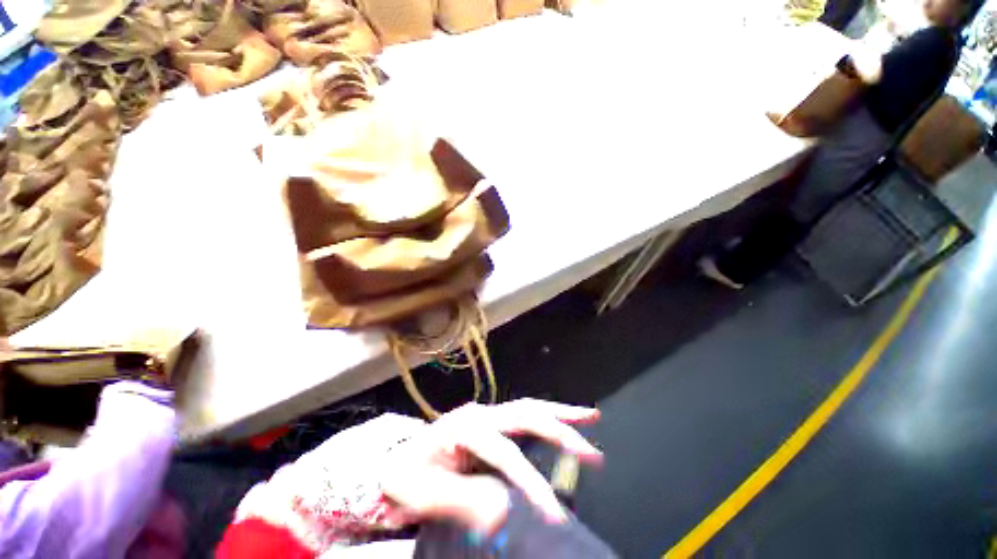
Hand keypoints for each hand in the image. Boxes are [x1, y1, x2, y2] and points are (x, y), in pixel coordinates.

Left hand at [378, 399, 601, 533]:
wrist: (398, 458)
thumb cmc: (406, 475)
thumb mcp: (421, 494)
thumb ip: (459, 500)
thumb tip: (502, 513)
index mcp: (463, 428)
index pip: (505, 454)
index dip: (531, 482)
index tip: (554, 514)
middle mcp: (480, 414)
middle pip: (524, 416)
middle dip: (560, 432)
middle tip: (592, 453)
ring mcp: (486, 414)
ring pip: (528, 407)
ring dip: (560, 412)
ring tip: (590, 416)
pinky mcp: (491, 420)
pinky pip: (524, 412)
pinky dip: (547, 414)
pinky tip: (563, 418)